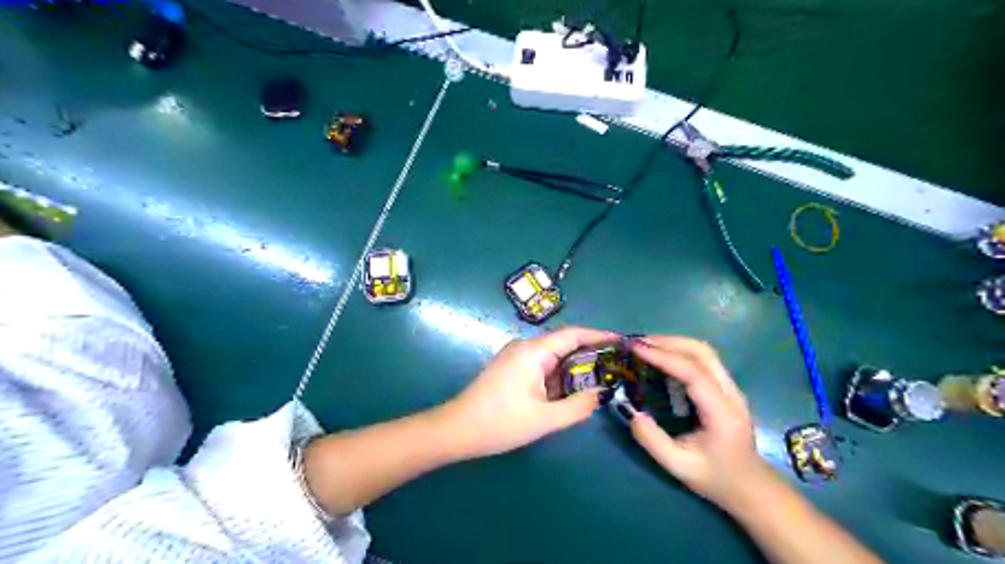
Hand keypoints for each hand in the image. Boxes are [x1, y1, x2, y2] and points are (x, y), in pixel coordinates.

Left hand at [442, 326, 621, 457]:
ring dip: (575, 368)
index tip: (622, 341)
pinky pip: (542, 366)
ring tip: (601, 380)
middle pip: (564, 344)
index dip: (599, 335)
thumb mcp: (544, 419)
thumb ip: (577, 406)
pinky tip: (572, 391)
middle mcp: (525, 347)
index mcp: (533, 351)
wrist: (457, 430)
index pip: (573, 334)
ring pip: (554, 357)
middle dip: (591, 355)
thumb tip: (600, 393)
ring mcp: (516, 357)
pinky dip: (560, 376)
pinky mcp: (512, 368)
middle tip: (616, 367)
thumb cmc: (500, 422)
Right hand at [627, 337, 769, 508]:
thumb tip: (631, 412)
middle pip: (702, 352)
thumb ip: (653, 441)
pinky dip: (680, 352)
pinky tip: (662, 357)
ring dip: (674, 343)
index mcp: (722, 412)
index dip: (664, 357)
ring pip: (705, 352)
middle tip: (637, 343)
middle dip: (668, 342)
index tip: (636, 349)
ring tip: (646, 346)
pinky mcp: (726, 388)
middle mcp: (731, 393)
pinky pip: (704, 360)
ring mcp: (731, 388)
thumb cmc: (716, 478)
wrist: (751, 487)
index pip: (693, 373)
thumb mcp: (678, 467)